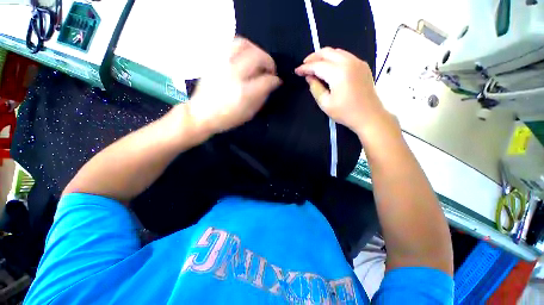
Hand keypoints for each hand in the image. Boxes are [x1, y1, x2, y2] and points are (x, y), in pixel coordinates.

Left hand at [187, 38, 281, 133]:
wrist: (201, 113)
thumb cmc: (227, 118)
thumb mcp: (249, 113)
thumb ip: (262, 97)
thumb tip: (271, 84)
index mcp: (244, 92)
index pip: (266, 80)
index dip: (275, 80)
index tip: (276, 81)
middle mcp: (234, 74)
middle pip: (258, 57)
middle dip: (269, 62)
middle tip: (270, 70)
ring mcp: (222, 64)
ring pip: (244, 44)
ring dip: (256, 50)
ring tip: (259, 60)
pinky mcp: (215, 60)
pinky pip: (231, 44)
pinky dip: (243, 47)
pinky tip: (245, 56)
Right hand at [295, 47, 389, 134]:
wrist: (369, 116)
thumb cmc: (345, 113)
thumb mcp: (325, 103)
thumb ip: (315, 88)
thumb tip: (309, 77)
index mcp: (339, 73)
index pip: (317, 65)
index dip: (305, 67)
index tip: (297, 71)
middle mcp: (349, 62)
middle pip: (327, 52)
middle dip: (313, 57)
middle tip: (304, 65)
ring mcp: (358, 62)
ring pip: (336, 51)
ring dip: (323, 56)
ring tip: (314, 66)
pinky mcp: (362, 65)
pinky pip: (345, 56)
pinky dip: (334, 58)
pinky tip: (329, 67)